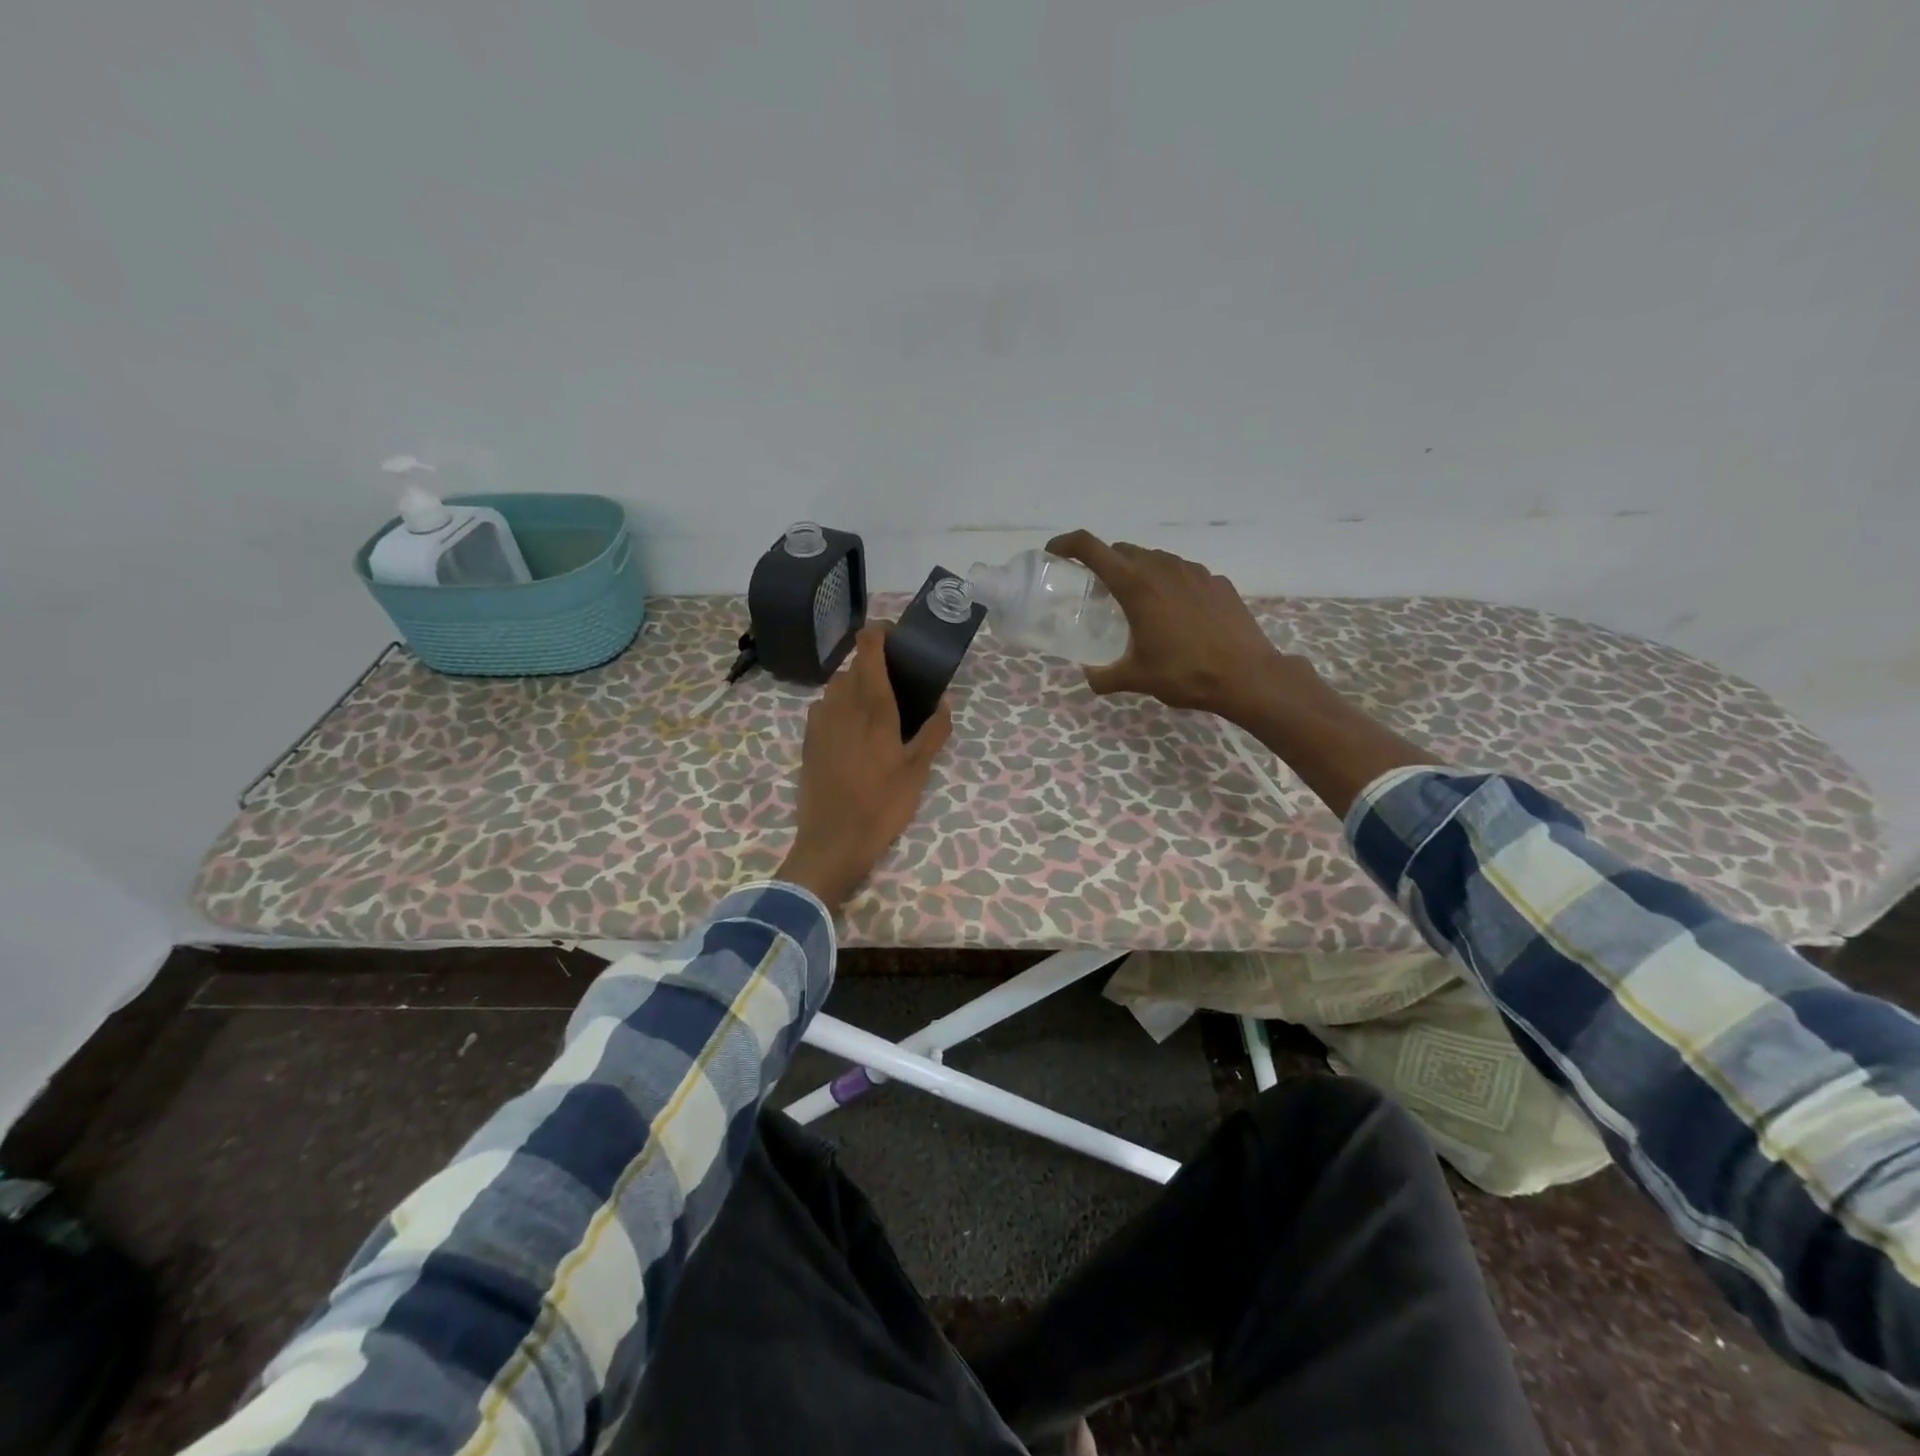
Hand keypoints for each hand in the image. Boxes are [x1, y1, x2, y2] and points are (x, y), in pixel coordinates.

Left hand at [777, 624, 953, 912]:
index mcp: (872, 704)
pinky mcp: (808, 739)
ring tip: (878, 708)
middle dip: (874, 666)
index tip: (896, 636)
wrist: (832, 841)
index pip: (868, 647)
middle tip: (898, 684)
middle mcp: (841, 703)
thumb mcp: (918, 771)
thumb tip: (945, 701)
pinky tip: (855, 732)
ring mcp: (819, 721)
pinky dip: (841, 708)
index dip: (880, 632)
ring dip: (856, 687)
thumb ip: (933, 732)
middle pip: (854, 666)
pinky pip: (825, 708)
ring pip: (837, 687)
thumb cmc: (882, 804)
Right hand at [1046, 530, 1313, 720]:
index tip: (1054, 552)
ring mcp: (1195, 572)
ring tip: (1139, 604)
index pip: (1092, 548)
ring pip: (1156, 559)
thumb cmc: (1185, 674)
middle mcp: (1163, 568)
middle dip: (1105, 564)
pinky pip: (1184, 574)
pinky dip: (1170, 585)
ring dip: (1139, 573)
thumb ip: (1104, 677)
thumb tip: (1088, 677)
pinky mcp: (1217, 582)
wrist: (1248, 677)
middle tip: (1099, 592)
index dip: (1067, 544)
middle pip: (1124, 551)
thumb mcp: (1136, 679)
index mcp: (1136, 586)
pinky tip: (1176, 615)